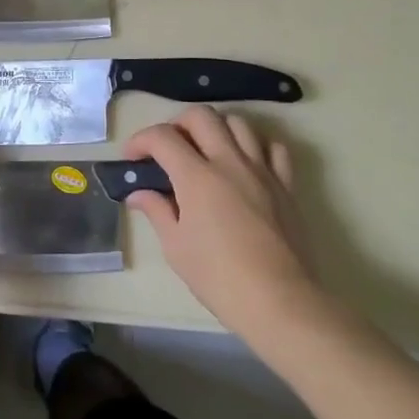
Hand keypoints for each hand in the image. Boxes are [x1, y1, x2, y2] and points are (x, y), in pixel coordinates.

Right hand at [124, 107, 324, 342]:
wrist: (279, 302)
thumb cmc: (219, 278)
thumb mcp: (176, 247)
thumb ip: (157, 211)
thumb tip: (138, 193)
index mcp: (197, 177)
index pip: (162, 137)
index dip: (141, 140)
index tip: (132, 157)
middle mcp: (229, 162)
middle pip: (201, 116)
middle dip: (177, 124)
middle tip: (168, 148)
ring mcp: (261, 170)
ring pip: (238, 123)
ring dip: (216, 128)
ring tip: (206, 149)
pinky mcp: (286, 185)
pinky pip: (274, 148)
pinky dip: (257, 145)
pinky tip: (246, 162)